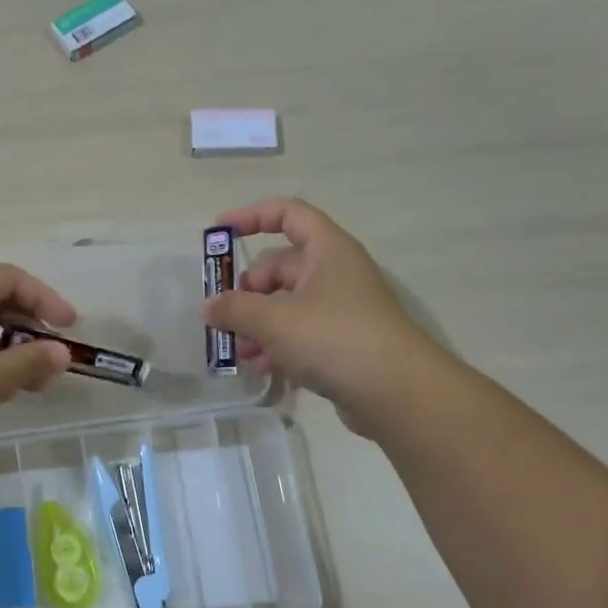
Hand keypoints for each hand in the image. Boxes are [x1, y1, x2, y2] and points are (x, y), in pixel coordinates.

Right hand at [204, 197, 433, 429]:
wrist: (397, 393)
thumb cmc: (335, 339)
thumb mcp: (274, 321)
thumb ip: (235, 309)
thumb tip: (210, 307)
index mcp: (327, 251)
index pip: (288, 214)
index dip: (252, 216)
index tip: (219, 232)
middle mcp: (335, 273)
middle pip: (279, 268)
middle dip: (247, 292)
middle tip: (225, 317)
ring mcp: (339, 309)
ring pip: (285, 305)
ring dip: (257, 325)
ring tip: (240, 353)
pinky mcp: (341, 343)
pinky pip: (298, 334)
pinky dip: (276, 346)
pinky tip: (261, 369)